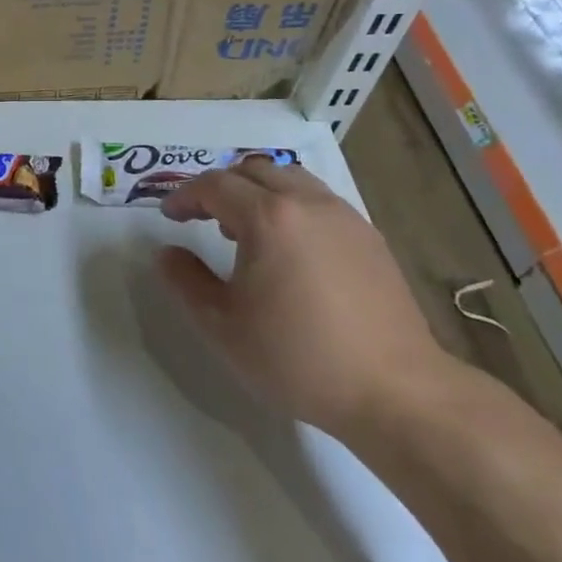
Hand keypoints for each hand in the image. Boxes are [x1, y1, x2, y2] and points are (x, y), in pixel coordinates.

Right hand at [158, 157, 458, 441]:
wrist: (395, 391)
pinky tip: (290, 248)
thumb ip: (186, 281)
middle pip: (252, 170)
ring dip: (258, 190)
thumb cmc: (297, 358)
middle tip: (202, 216)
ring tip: (246, 228)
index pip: (214, 185)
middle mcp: (306, 203)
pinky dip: (291, 205)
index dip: (185, 196)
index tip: (169, 217)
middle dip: (220, 186)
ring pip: (290, 178)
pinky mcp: (369, 237)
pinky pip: (318, 200)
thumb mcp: (222, 325)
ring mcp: (344, 217)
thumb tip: (166, 253)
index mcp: (267, 217)